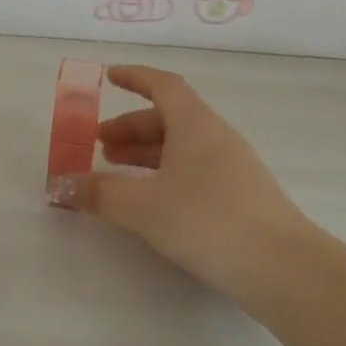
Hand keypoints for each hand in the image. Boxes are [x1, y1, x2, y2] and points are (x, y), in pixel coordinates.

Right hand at [55, 66, 316, 303]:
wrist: (282, 267)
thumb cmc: (207, 220)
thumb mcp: (143, 207)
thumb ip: (101, 193)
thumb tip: (63, 185)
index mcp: (194, 124)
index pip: (163, 85)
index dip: (135, 78)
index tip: (109, 77)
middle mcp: (216, 137)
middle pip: (168, 118)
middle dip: (130, 127)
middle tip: (99, 146)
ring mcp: (232, 167)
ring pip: (181, 147)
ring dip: (146, 154)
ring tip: (116, 174)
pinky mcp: (240, 196)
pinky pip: (193, 170)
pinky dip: (164, 175)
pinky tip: (151, 202)